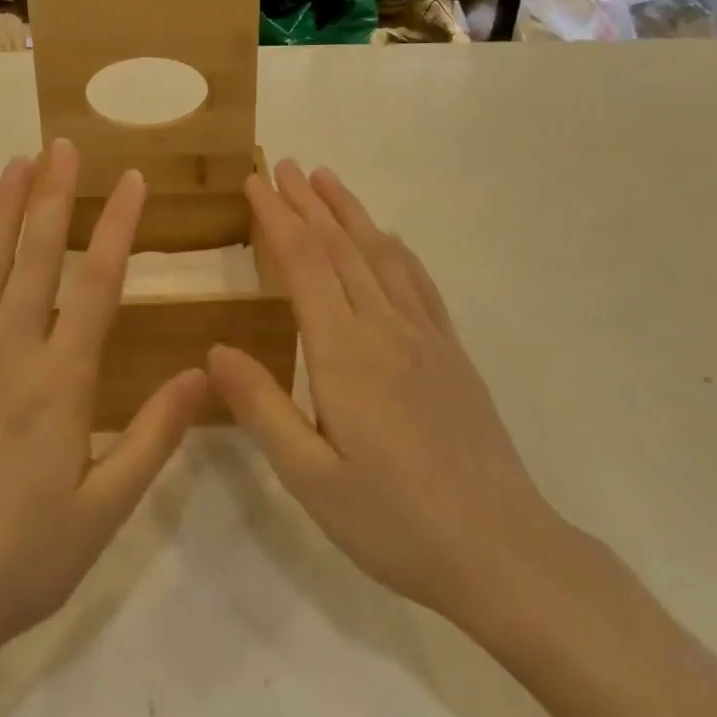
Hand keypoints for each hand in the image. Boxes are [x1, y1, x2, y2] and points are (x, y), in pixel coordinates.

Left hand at [0, 140, 207, 673]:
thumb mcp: (106, 509)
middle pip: (36, 261)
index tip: (131, 180)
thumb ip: (154, 436)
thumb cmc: (23, 560)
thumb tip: (203, 373)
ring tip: (14, 166)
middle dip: (53, 198)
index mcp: (61, 383)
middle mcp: (9, 357)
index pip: (98, 286)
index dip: (117, 228)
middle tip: (62, 145)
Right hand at [208, 161, 573, 642]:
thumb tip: (214, 348)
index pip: (303, 264)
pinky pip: (419, 283)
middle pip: (341, 247)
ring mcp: (425, 337)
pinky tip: (388, 238)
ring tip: (327, 179)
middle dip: (307, 202)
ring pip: (381, 255)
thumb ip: (261, 407)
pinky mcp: (451, 353)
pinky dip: (395, 249)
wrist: (502, 551)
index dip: (277, 218)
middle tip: (282, 165)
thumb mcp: (310, 477)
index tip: (254, 183)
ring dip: (350, 213)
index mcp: (344, 353)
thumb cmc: (394, 521)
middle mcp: (385, 328)